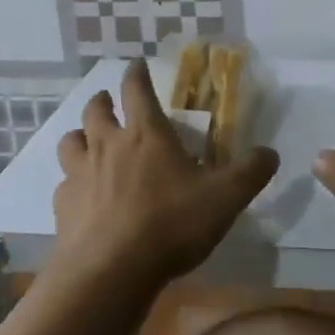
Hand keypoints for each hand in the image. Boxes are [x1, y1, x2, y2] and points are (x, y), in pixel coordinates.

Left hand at [53, 59, 279, 295]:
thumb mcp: (225, 198)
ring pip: (71, 141)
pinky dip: (72, 181)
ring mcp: (80, 174)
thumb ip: (250, 172)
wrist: (111, 270)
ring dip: (80, 136)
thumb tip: (271, 153)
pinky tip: (82, 195)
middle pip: (95, 110)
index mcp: (146, 134)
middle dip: (102, 100)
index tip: (136, 64)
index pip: (137, 89)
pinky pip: (64, 183)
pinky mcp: (63, 205)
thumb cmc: (170, 224)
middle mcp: (108, 144)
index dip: (137, 73)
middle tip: (108, 101)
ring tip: (88, 141)